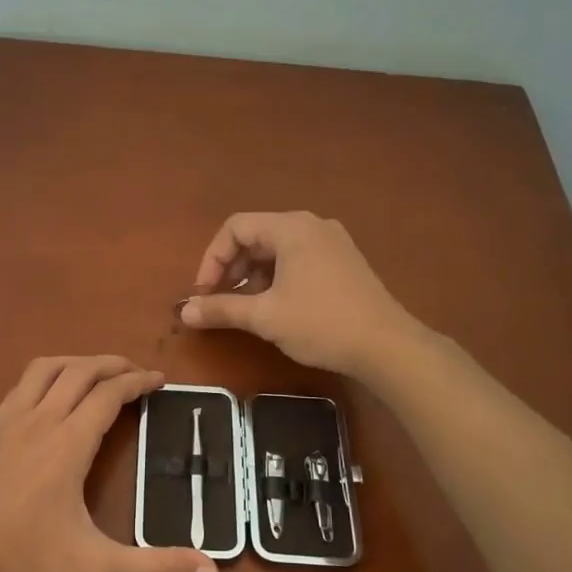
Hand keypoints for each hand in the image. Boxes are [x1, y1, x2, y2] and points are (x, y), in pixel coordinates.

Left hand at [0, 355, 218, 571]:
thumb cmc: (25, 563)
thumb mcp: (96, 569)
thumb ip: (155, 568)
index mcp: (68, 443)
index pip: (109, 394)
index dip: (137, 382)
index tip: (159, 379)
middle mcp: (38, 421)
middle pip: (78, 372)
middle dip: (110, 364)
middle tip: (133, 372)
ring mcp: (5, 425)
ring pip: (43, 371)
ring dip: (73, 363)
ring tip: (93, 373)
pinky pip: (18, 389)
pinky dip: (42, 381)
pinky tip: (44, 402)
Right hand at [180, 212, 421, 378]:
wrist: (387, 346)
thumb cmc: (321, 324)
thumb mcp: (265, 317)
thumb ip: (221, 309)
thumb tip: (184, 311)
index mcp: (291, 228)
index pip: (235, 228)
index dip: (212, 259)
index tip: (205, 293)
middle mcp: (312, 225)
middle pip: (257, 235)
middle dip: (232, 267)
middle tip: (221, 299)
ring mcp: (333, 242)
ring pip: (278, 249)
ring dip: (254, 274)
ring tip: (248, 307)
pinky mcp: (345, 261)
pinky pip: (299, 258)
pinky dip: (278, 277)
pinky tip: (277, 306)